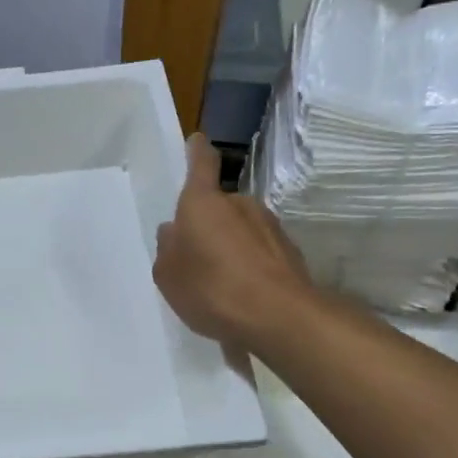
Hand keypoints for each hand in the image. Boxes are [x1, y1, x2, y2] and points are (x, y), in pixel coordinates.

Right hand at [154, 134, 310, 350]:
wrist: (278, 316)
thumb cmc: (211, 288)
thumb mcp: (169, 275)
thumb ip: (168, 250)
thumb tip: (174, 232)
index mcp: (203, 203)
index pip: (200, 164)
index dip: (196, 152)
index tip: (196, 142)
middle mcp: (240, 204)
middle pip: (218, 206)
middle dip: (207, 226)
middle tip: (194, 259)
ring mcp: (269, 226)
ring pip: (240, 231)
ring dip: (229, 249)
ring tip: (218, 286)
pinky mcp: (289, 252)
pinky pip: (259, 255)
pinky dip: (249, 269)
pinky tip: (241, 298)